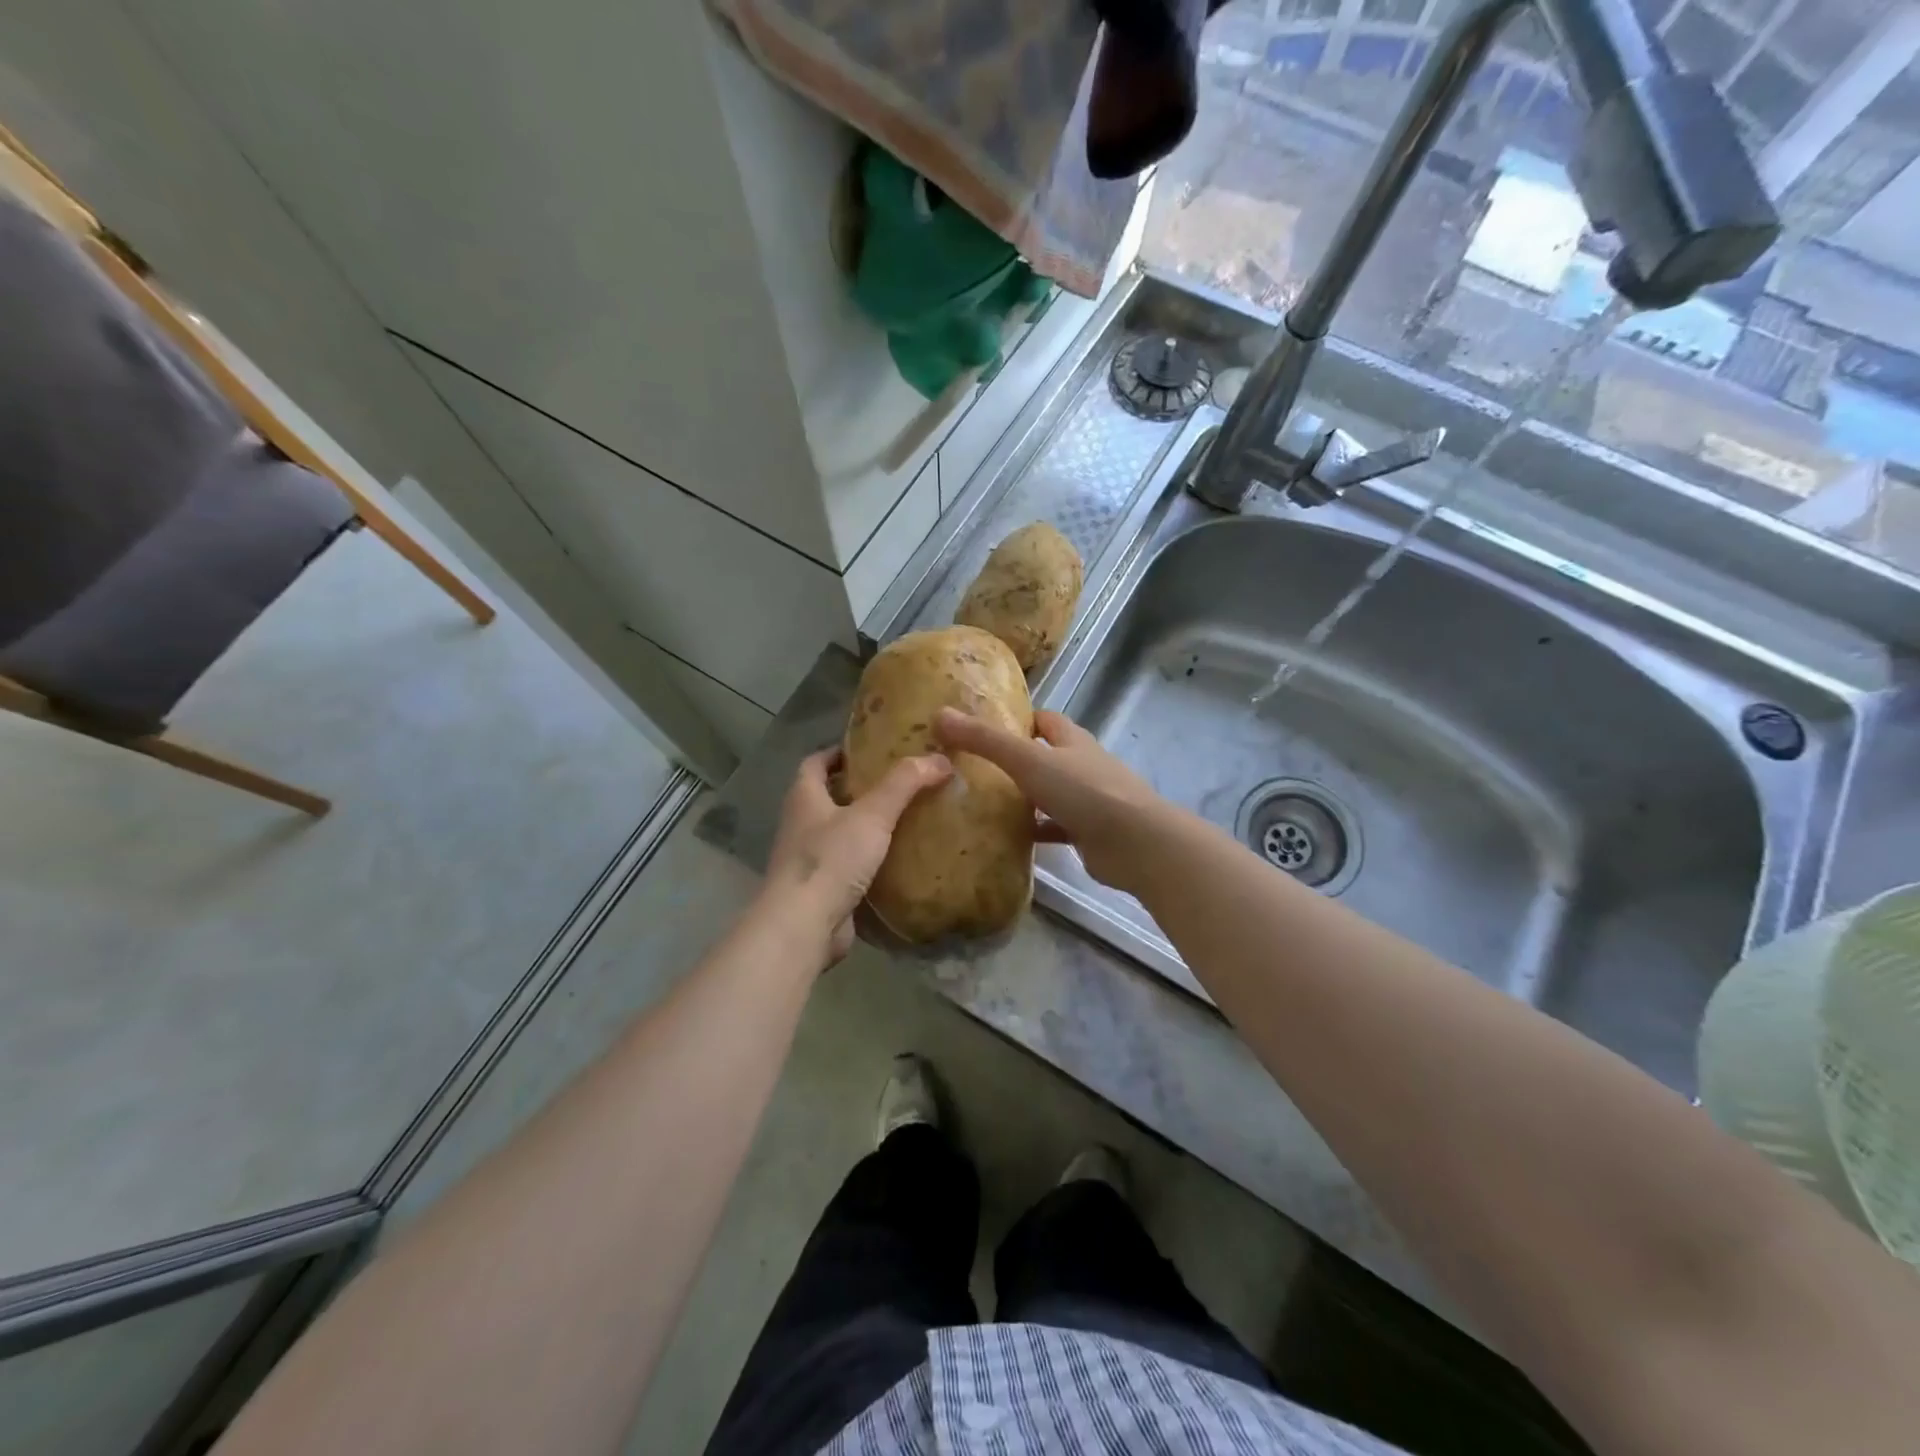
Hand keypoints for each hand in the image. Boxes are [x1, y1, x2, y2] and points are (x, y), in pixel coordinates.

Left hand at [760, 747, 951, 963]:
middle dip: (860, 789)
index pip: (816, 762)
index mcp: (804, 798)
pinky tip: (899, 860)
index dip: (840, 752)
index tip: (871, 749)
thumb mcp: (872, 814)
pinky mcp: (822, 890)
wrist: (804, 926)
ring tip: (907, 819)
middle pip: (828, 797)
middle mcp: (801, 825)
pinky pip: (848, 867)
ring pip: (840, 833)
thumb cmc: (831, 859)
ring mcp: (809, 860)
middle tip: (901, 783)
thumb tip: (940, 758)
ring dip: (866, 826)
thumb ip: (905, 784)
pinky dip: (870, 861)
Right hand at [934, 708, 1164, 891]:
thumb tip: (941, 715)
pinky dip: (1035, 830)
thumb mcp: (1028, 760)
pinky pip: (1054, 828)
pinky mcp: (1088, 833)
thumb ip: (985, 740)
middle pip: (1047, 756)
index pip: (1045, 720)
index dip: (1019, 719)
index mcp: (1072, 741)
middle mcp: (1082, 766)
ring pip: (1050, 793)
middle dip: (1017, 760)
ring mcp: (1088, 801)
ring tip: (983, 803)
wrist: (1134, 843)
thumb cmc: (1083, 791)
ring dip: (1024, 797)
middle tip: (974, 768)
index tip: (985, 727)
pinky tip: (1008, 838)